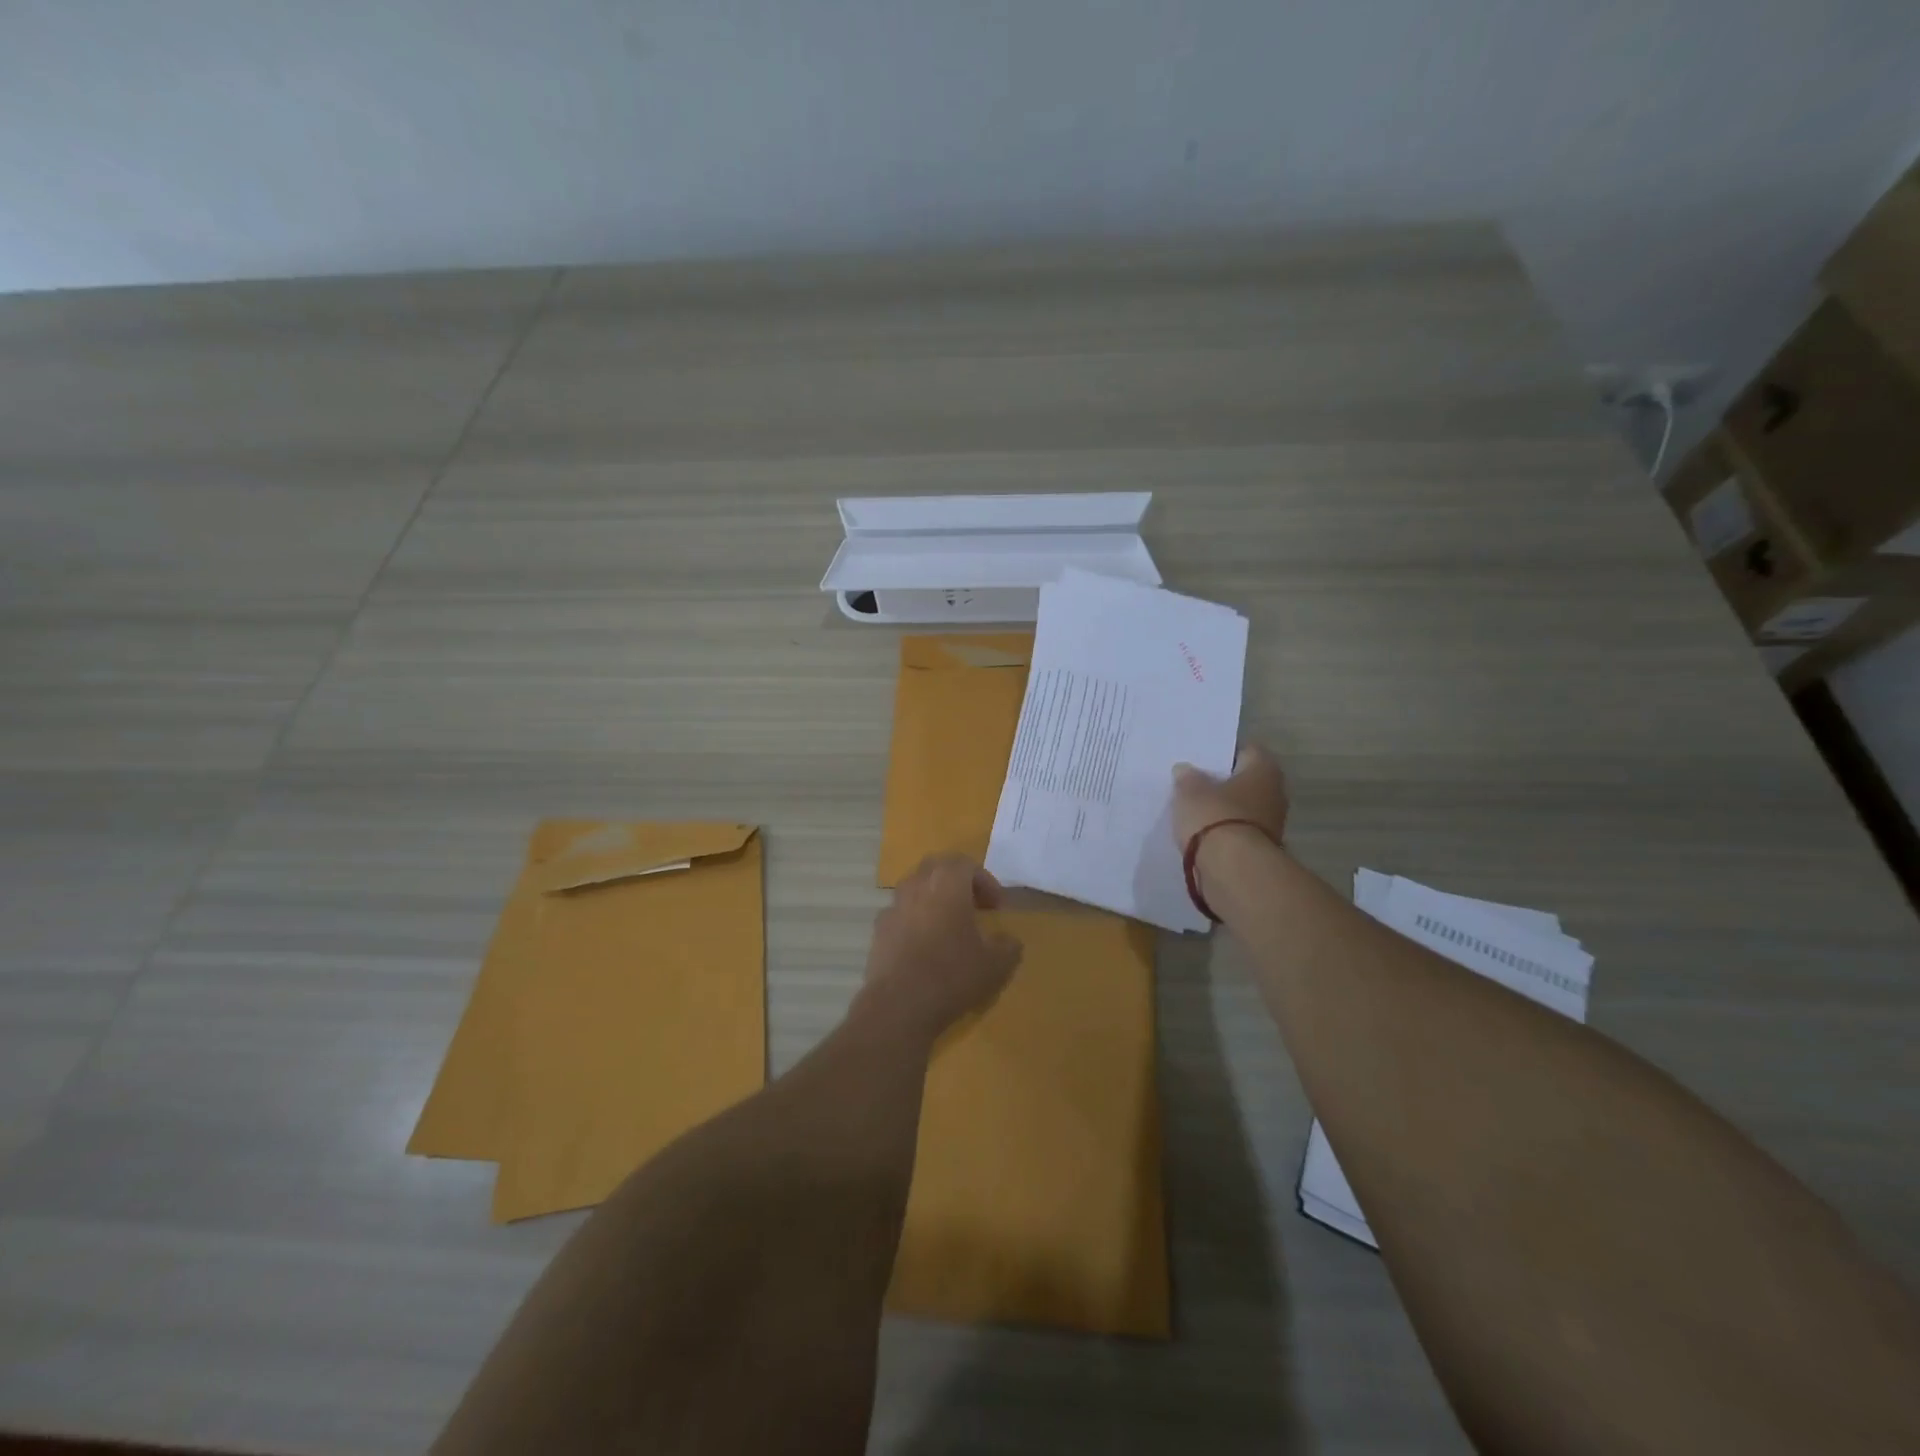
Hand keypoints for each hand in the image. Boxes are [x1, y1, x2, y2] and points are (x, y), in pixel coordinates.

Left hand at [859, 856, 1023, 1041]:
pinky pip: (901, 914)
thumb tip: (1008, 940)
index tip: (995, 907)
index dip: (984, 881)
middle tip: (972, 906)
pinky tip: (924, 948)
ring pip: (915, 889)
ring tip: (948, 927)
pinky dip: (915, 921)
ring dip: (933, 899)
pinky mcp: (878, 931)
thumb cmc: (953, 975)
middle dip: (956, 881)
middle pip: (936, 868)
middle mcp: (916, 885)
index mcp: (947, 883)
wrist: (899, 1006)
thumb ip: (1008, 946)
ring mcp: (893, 907)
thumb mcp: (996, 965)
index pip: (966, 864)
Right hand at [1170, 742, 1288, 849]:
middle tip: (1195, 786)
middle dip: (1224, 785)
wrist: (1233, 870)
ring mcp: (1272, 825)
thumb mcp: (1190, 791)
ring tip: (1195, 812)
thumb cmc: (1214, 817)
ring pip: (1244, 810)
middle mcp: (1275, 794)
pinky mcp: (1261, 851)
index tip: (1202, 761)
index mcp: (1264, 770)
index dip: (1224, 754)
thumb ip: (1187, 778)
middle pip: (1247, 782)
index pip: (1247, 751)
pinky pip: (1239, 834)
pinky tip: (1203, 836)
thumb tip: (1186, 770)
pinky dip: (1224, 834)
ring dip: (1225, 811)